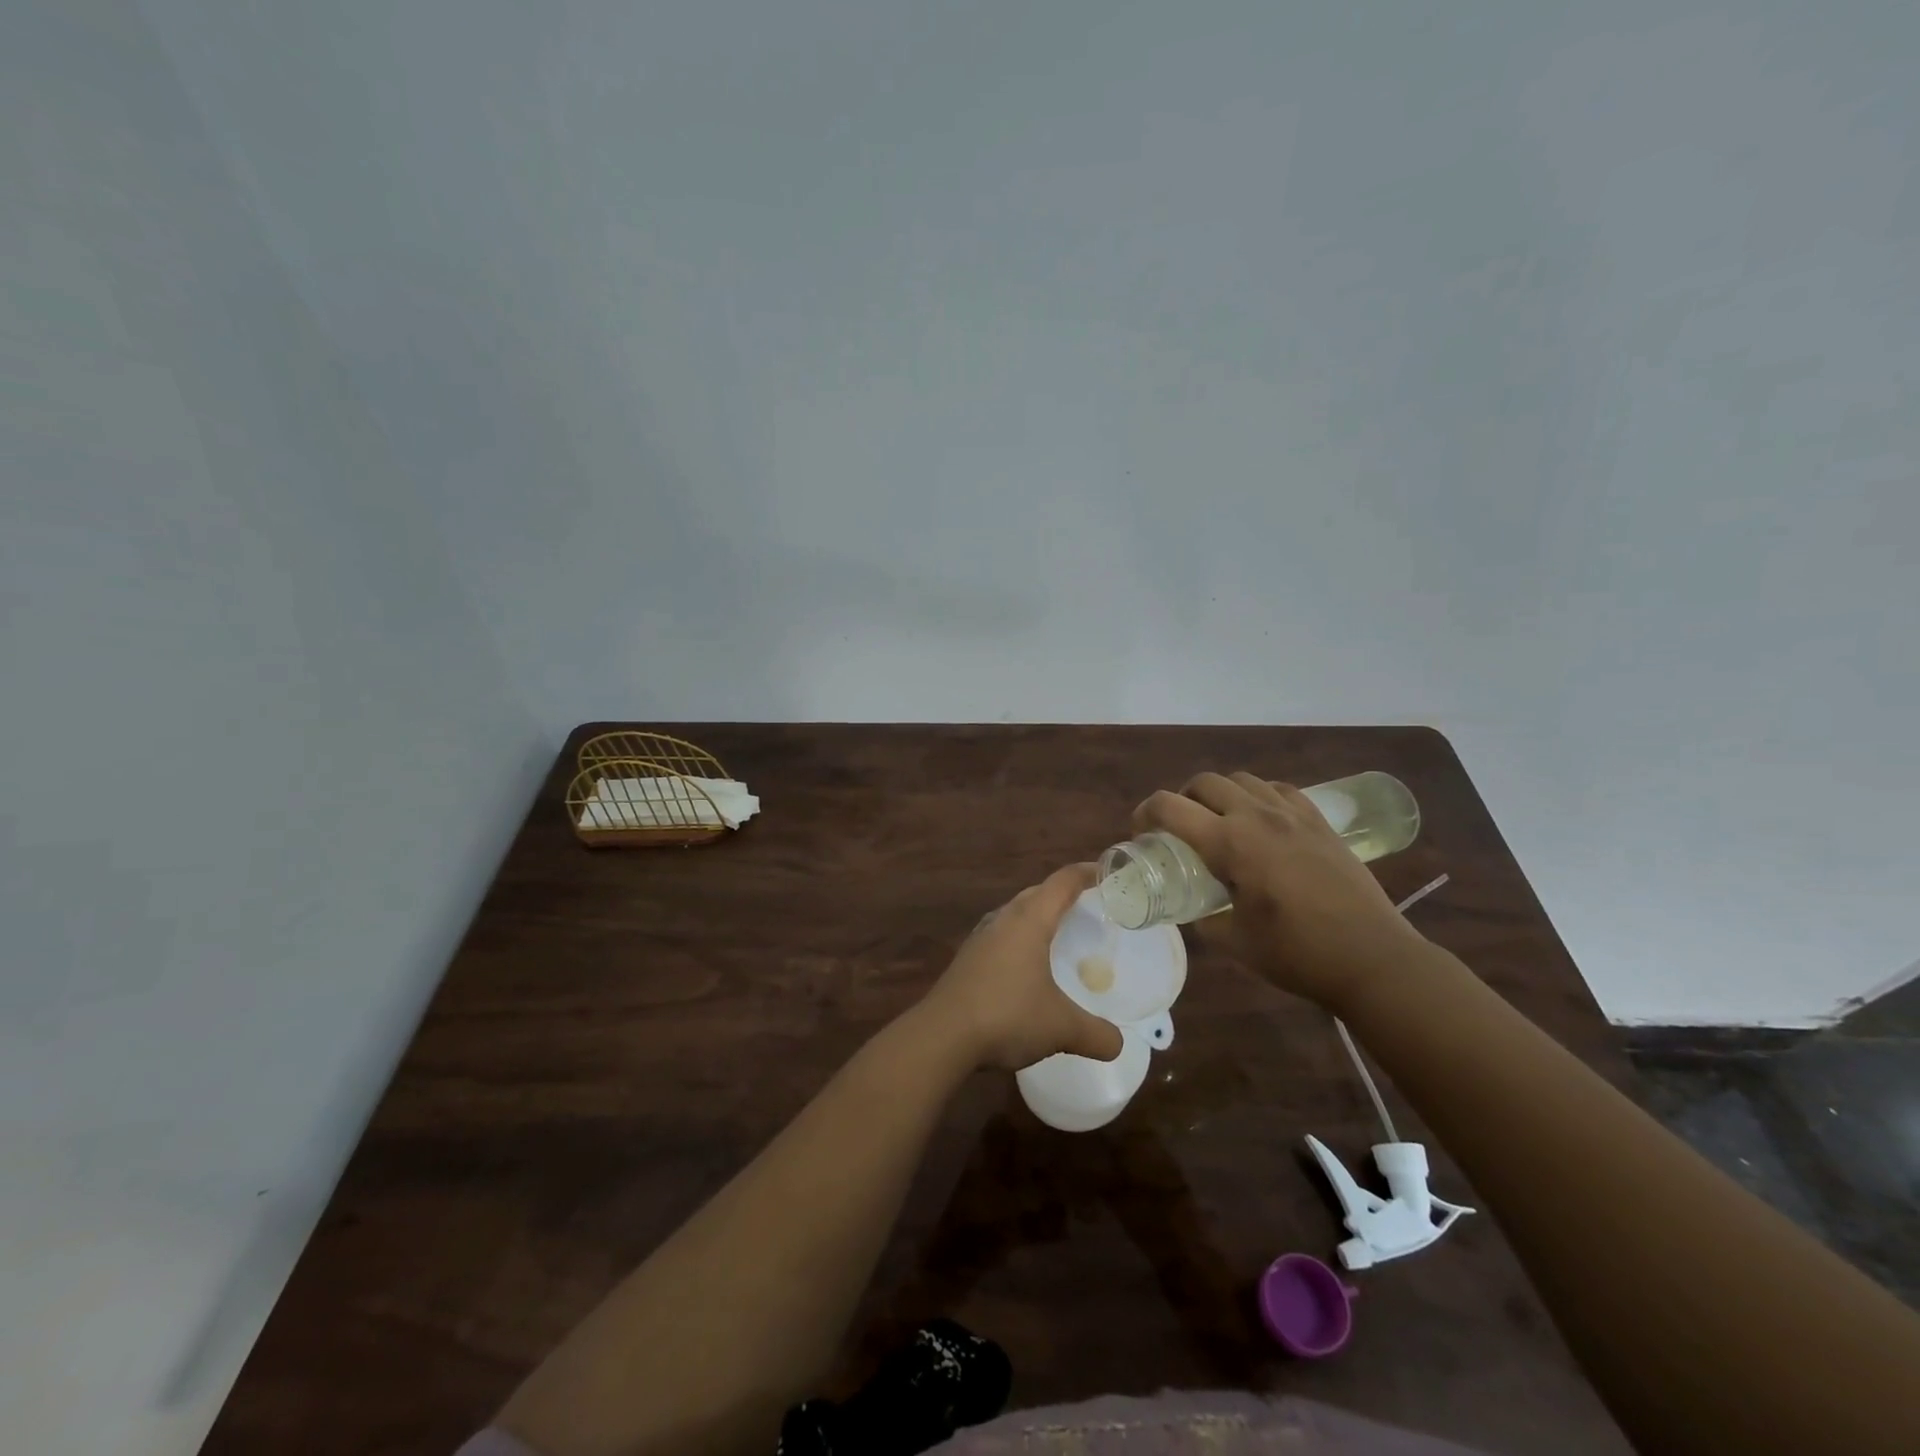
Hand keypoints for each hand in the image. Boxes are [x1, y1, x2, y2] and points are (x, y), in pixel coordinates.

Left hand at [916, 864, 1125, 1071]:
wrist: (941, 1036)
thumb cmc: (1006, 1016)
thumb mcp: (1061, 1027)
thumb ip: (1096, 1034)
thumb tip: (1118, 1044)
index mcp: (1029, 920)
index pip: (1062, 883)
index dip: (1086, 873)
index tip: (1107, 871)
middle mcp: (1003, 920)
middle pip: (1037, 893)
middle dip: (1062, 894)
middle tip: (1089, 906)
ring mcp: (980, 938)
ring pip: (1015, 913)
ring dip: (1037, 916)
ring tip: (1059, 933)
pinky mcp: (967, 959)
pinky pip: (1001, 936)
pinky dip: (1020, 939)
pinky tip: (1026, 965)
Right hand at [1134, 771, 1428, 1008]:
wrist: (1373, 958)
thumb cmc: (1297, 953)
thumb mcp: (1234, 942)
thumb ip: (1203, 919)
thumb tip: (1193, 909)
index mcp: (1230, 843)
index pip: (1169, 807)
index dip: (1145, 813)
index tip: (1141, 832)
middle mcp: (1257, 816)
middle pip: (1204, 782)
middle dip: (1181, 798)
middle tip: (1179, 828)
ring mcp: (1292, 814)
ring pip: (1241, 779)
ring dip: (1220, 794)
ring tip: (1220, 822)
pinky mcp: (1319, 821)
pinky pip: (1278, 789)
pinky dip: (1258, 796)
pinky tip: (1262, 822)